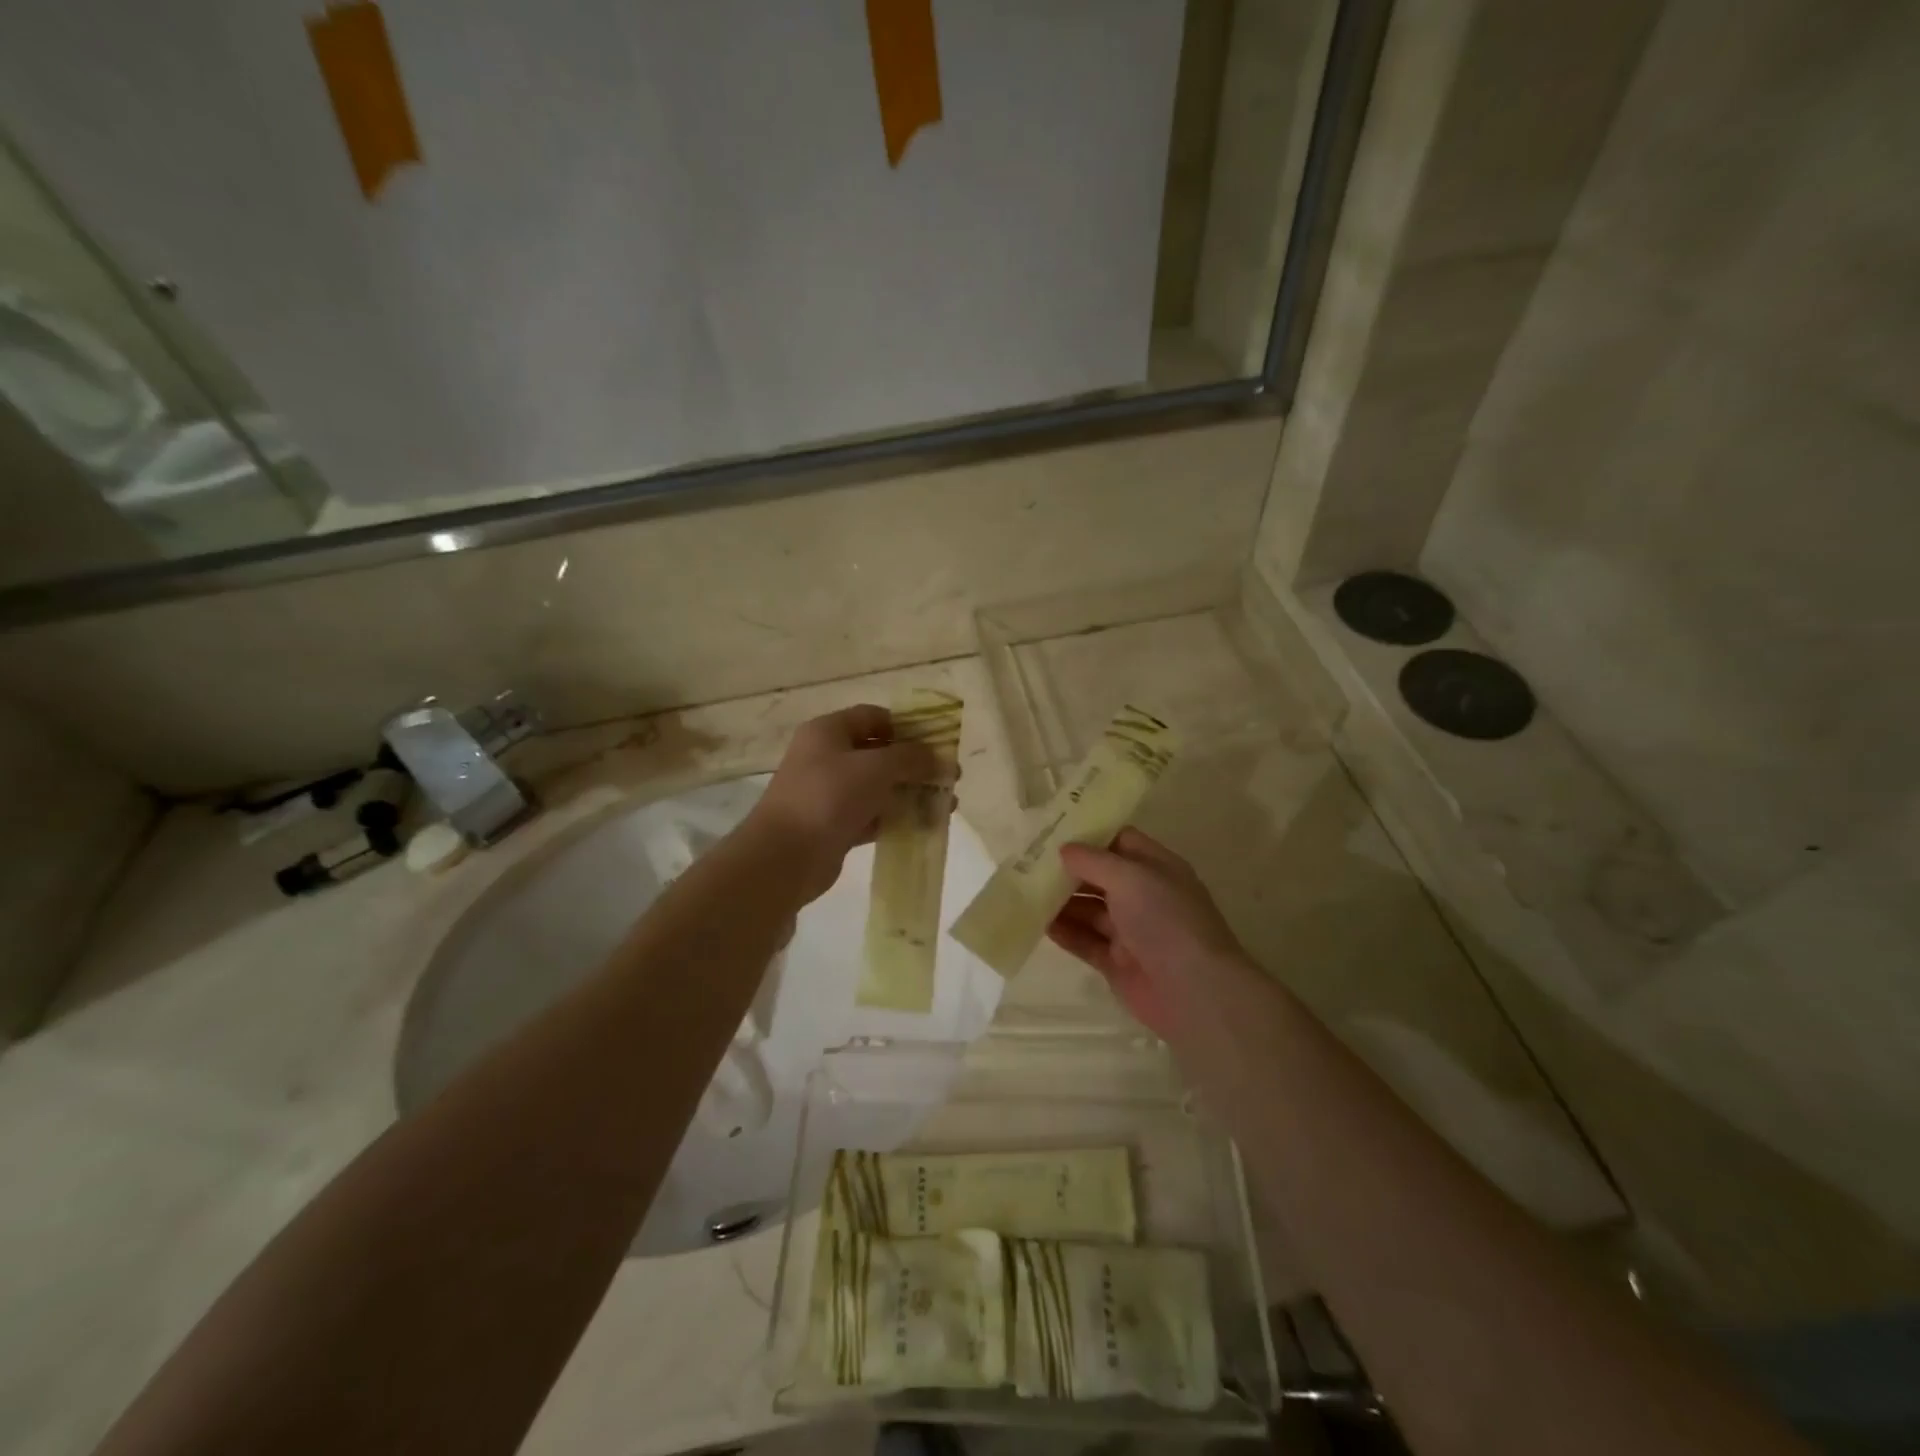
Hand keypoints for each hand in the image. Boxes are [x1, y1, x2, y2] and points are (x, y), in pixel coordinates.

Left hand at [744, 705, 946, 901]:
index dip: (906, 725)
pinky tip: (925, 825)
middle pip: (878, 753)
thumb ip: (911, 758)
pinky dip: (896, 818)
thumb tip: (940, 757)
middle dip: (915, 764)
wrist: (785, 857)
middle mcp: (826, 758)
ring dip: (910, 793)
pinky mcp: (834, 826)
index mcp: (828, 732)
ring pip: (877, 787)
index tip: (937, 741)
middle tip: (949, 776)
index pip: (873, 717)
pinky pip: (872, 816)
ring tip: (945, 804)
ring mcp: (828, 794)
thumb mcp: (876, 768)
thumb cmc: (829, 797)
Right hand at [1047, 828, 1254, 1041]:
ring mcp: (1130, 931)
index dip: (1090, 834)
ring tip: (1025, 891)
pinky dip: (1064, 932)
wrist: (1193, 991)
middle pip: (1100, 876)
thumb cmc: (1165, 920)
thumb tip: (1064, 850)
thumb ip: (1094, 861)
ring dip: (1061, 901)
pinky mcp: (1116, 962)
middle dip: (1068, 869)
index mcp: (1156, 868)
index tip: (1052, 828)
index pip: (1120, 841)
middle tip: (1028, 861)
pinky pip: (1085, 941)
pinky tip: (1039, 924)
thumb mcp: (1130, 877)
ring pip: (1089, 909)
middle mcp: (1144, 896)